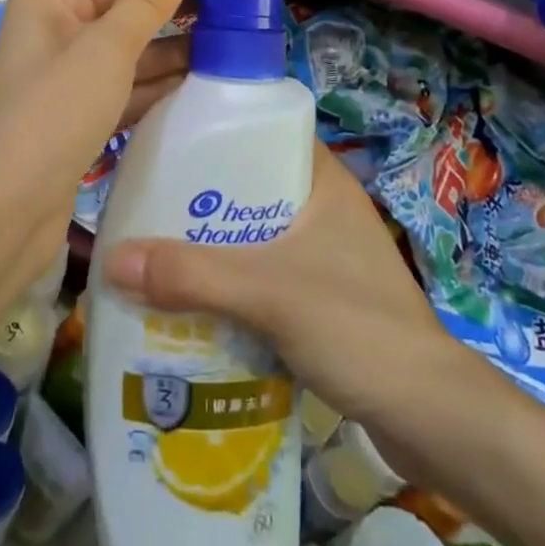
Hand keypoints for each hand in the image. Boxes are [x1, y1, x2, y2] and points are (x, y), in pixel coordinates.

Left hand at [0, 0, 240, 300]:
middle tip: (242, 2)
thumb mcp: (104, 52)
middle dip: (182, 4)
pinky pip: (129, 86)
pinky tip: (201, 82)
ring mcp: (68, 75)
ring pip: (133, 50)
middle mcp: (57, 30)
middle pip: (131, 6)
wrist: (0, 218)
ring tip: (235, 40)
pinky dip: (161, 84)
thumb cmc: (50, 119)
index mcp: (53, 1)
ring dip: (177, 45)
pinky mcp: (79, 115)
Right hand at [102, 140, 452, 435]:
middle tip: (145, 200)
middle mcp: (322, 206)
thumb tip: (111, 258)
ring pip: (251, 231)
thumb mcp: (269, 293)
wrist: (432, 419)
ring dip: (210, 242)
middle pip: (248, 184)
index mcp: (321, 179)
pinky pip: (260, 272)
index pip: (262, 128)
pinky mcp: (319, 296)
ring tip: (155, 247)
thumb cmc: (358, 328)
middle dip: (199, 194)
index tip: (164, 137)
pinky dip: (228, 279)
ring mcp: (323, 253)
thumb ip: (194, 276)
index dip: (215, 126)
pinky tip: (191, 296)